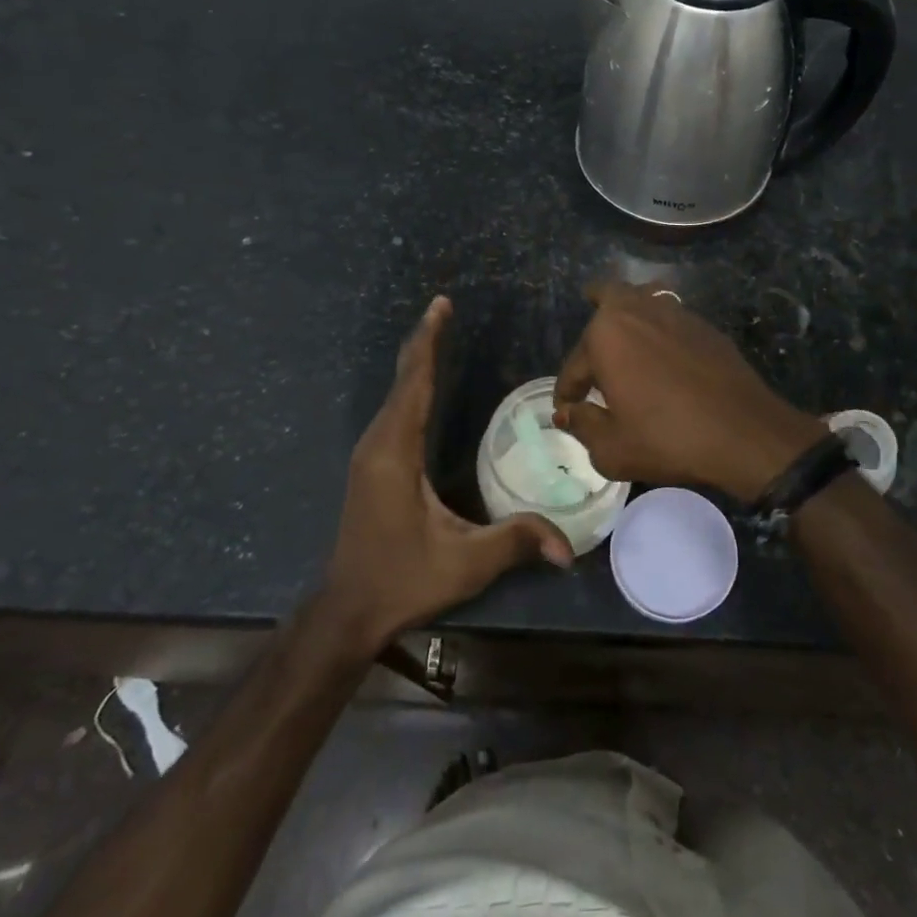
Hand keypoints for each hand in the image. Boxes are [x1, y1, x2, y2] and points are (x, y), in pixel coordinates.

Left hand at [321, 297, 572, 656]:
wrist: (348, 611)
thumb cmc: (403, 580)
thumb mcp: (464, 563)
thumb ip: (516, 542)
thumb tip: (568, 546)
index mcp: (395, 453)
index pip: (413, 383)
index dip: (428, 342)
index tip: (441, 305)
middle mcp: (378, 444)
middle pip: (402, 379)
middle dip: (424, 342)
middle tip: (445, 309)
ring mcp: (370, 454)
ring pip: (394, 394)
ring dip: (416, 362)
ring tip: (438, 334)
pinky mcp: (372, 466)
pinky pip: (394, 411)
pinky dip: (411, 386)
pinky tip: (424, 384)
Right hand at [553, 282, 825, 500]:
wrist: (743, 432)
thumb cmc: (667, 439)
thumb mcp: (612, 448)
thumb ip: (583, 425)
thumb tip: (566, 413)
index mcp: (606, 335)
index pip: (575, 364)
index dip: (568, 390)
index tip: (567, 407)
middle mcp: (638, 311)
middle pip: (608, 296)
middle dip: (594, 310)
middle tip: (593, 336)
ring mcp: (676, 313)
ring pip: (643, 298)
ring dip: (630, 313)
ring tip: (627, 334)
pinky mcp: (705, 326)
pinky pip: (671, 316)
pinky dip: (660, 328)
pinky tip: (664, 354)